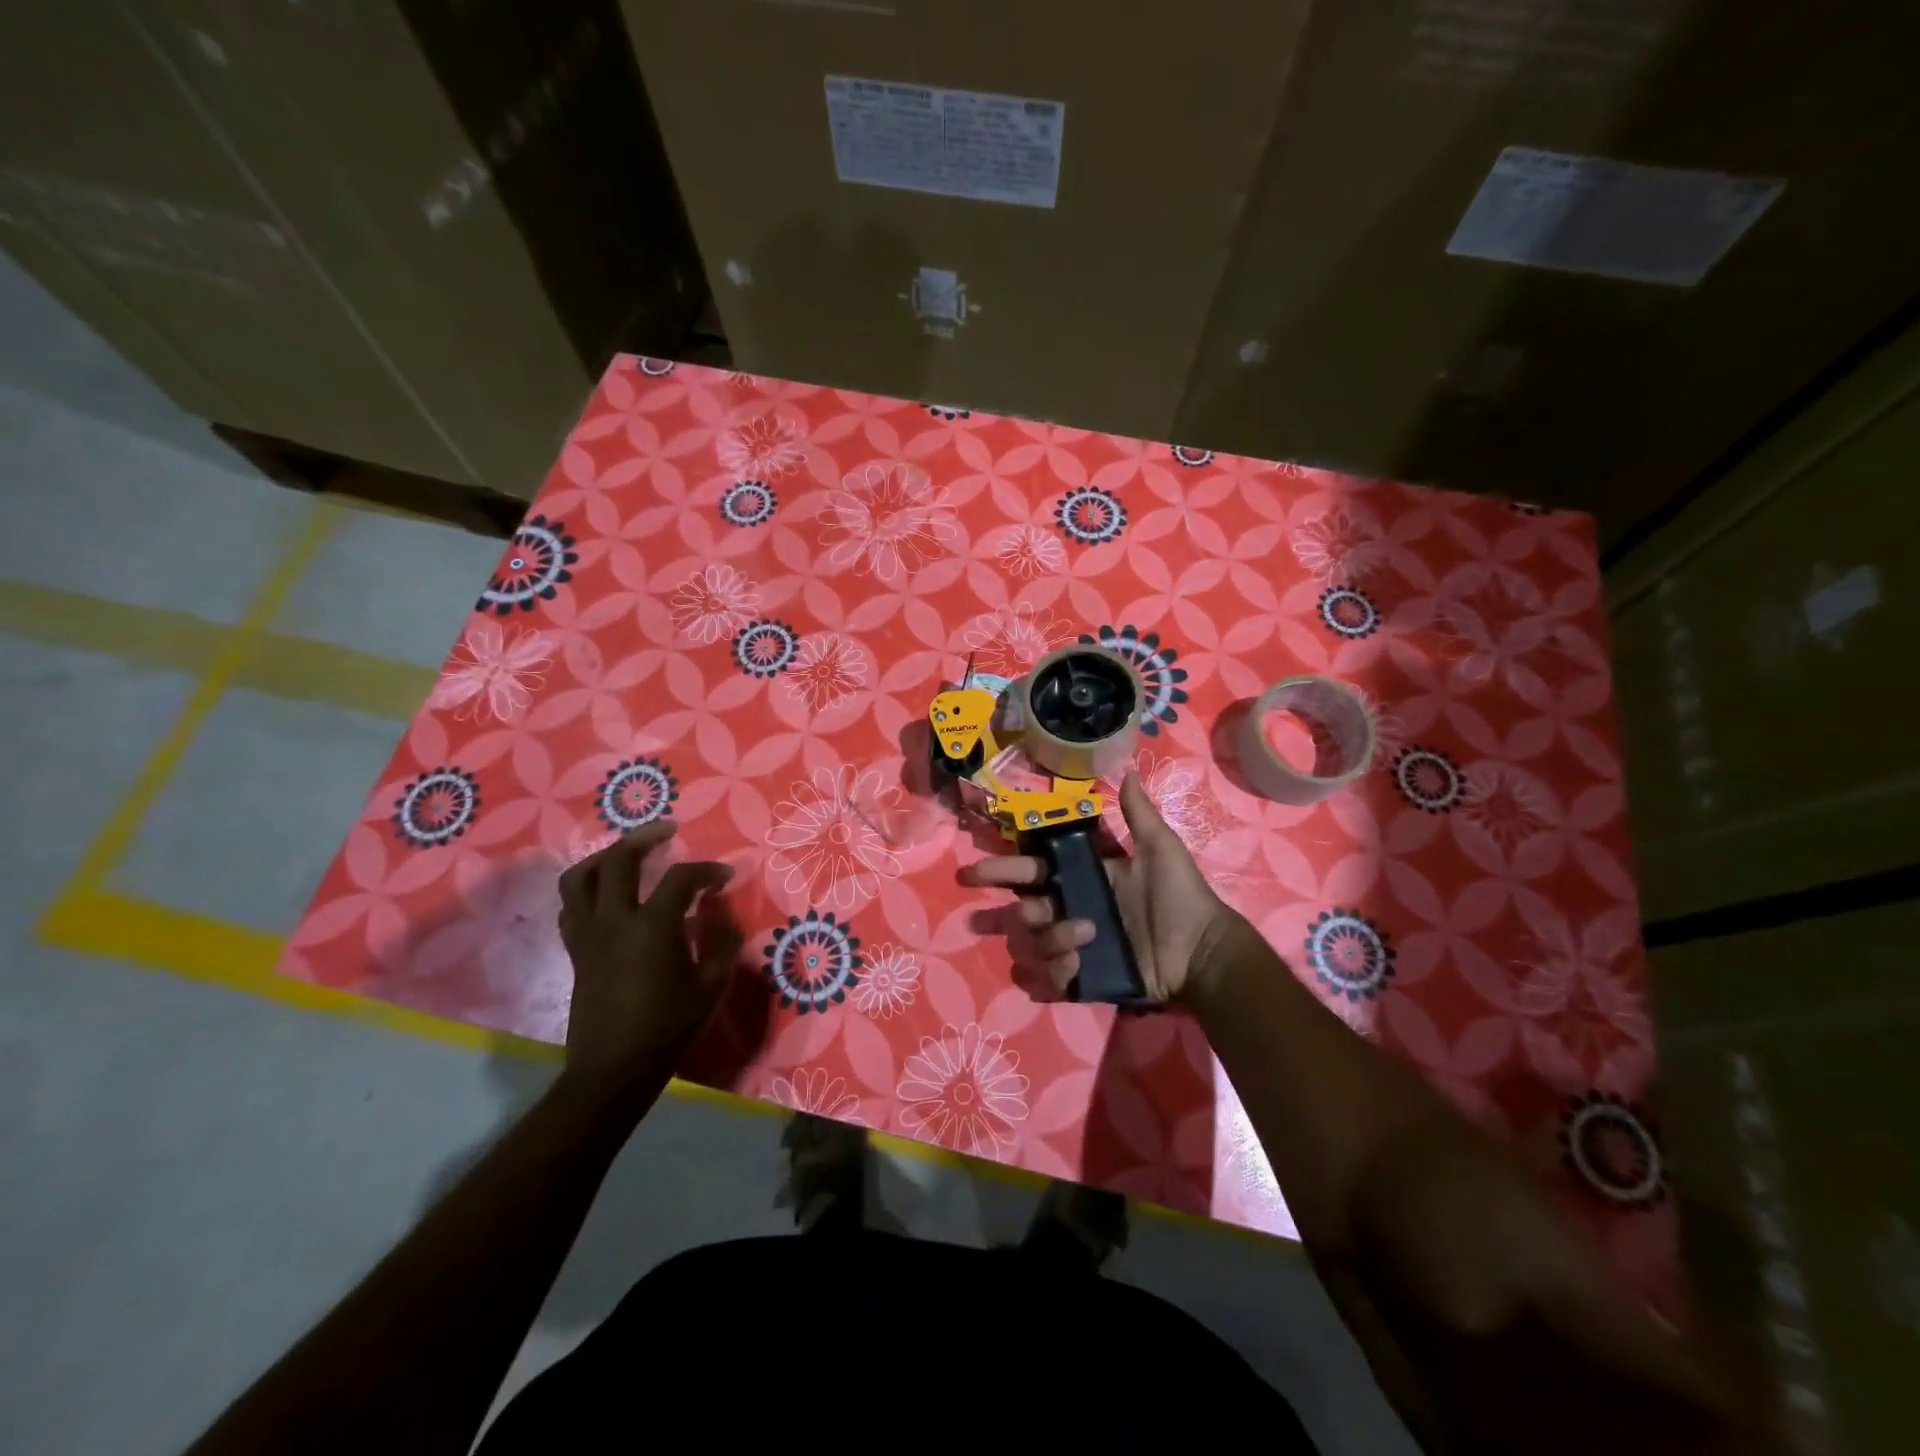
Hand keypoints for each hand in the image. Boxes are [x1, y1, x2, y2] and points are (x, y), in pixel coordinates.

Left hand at [556, 824, 741, 1101]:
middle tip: (668, 831)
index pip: (680, 878)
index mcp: (652, 928)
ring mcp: (588, 935)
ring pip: (579, 877)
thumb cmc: (669, 1028)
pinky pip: (571, 906)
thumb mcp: (711, 986)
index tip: (723, 876)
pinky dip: (587, 888)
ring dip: (605, 856)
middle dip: (644, 838)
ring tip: (628, 852)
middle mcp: (614, 921)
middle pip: (618, 860)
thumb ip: (721, 941)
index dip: (706, 870)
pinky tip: (607, 893)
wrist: (614, 1070)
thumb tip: (718, 911)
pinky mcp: (575, 951)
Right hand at [967, 772, 1243, 1002]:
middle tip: (1019, 910)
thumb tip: (1129, 770)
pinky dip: (1053, 975)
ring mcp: (1074, 946)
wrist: (1202, 951)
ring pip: (1032, 944)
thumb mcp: (1160, 848)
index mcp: (1082, 878)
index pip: (1032, 870)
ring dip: (1048, 938)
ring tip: (1082, 934)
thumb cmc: (1181, 896)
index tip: (975, 870)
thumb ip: (1138, 814)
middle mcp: (1070, 910)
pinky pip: (1049, 979)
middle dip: (1005, 909)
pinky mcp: (1083, 978)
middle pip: (1022, 909)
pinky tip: (1075, 966)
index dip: (1004, 868)